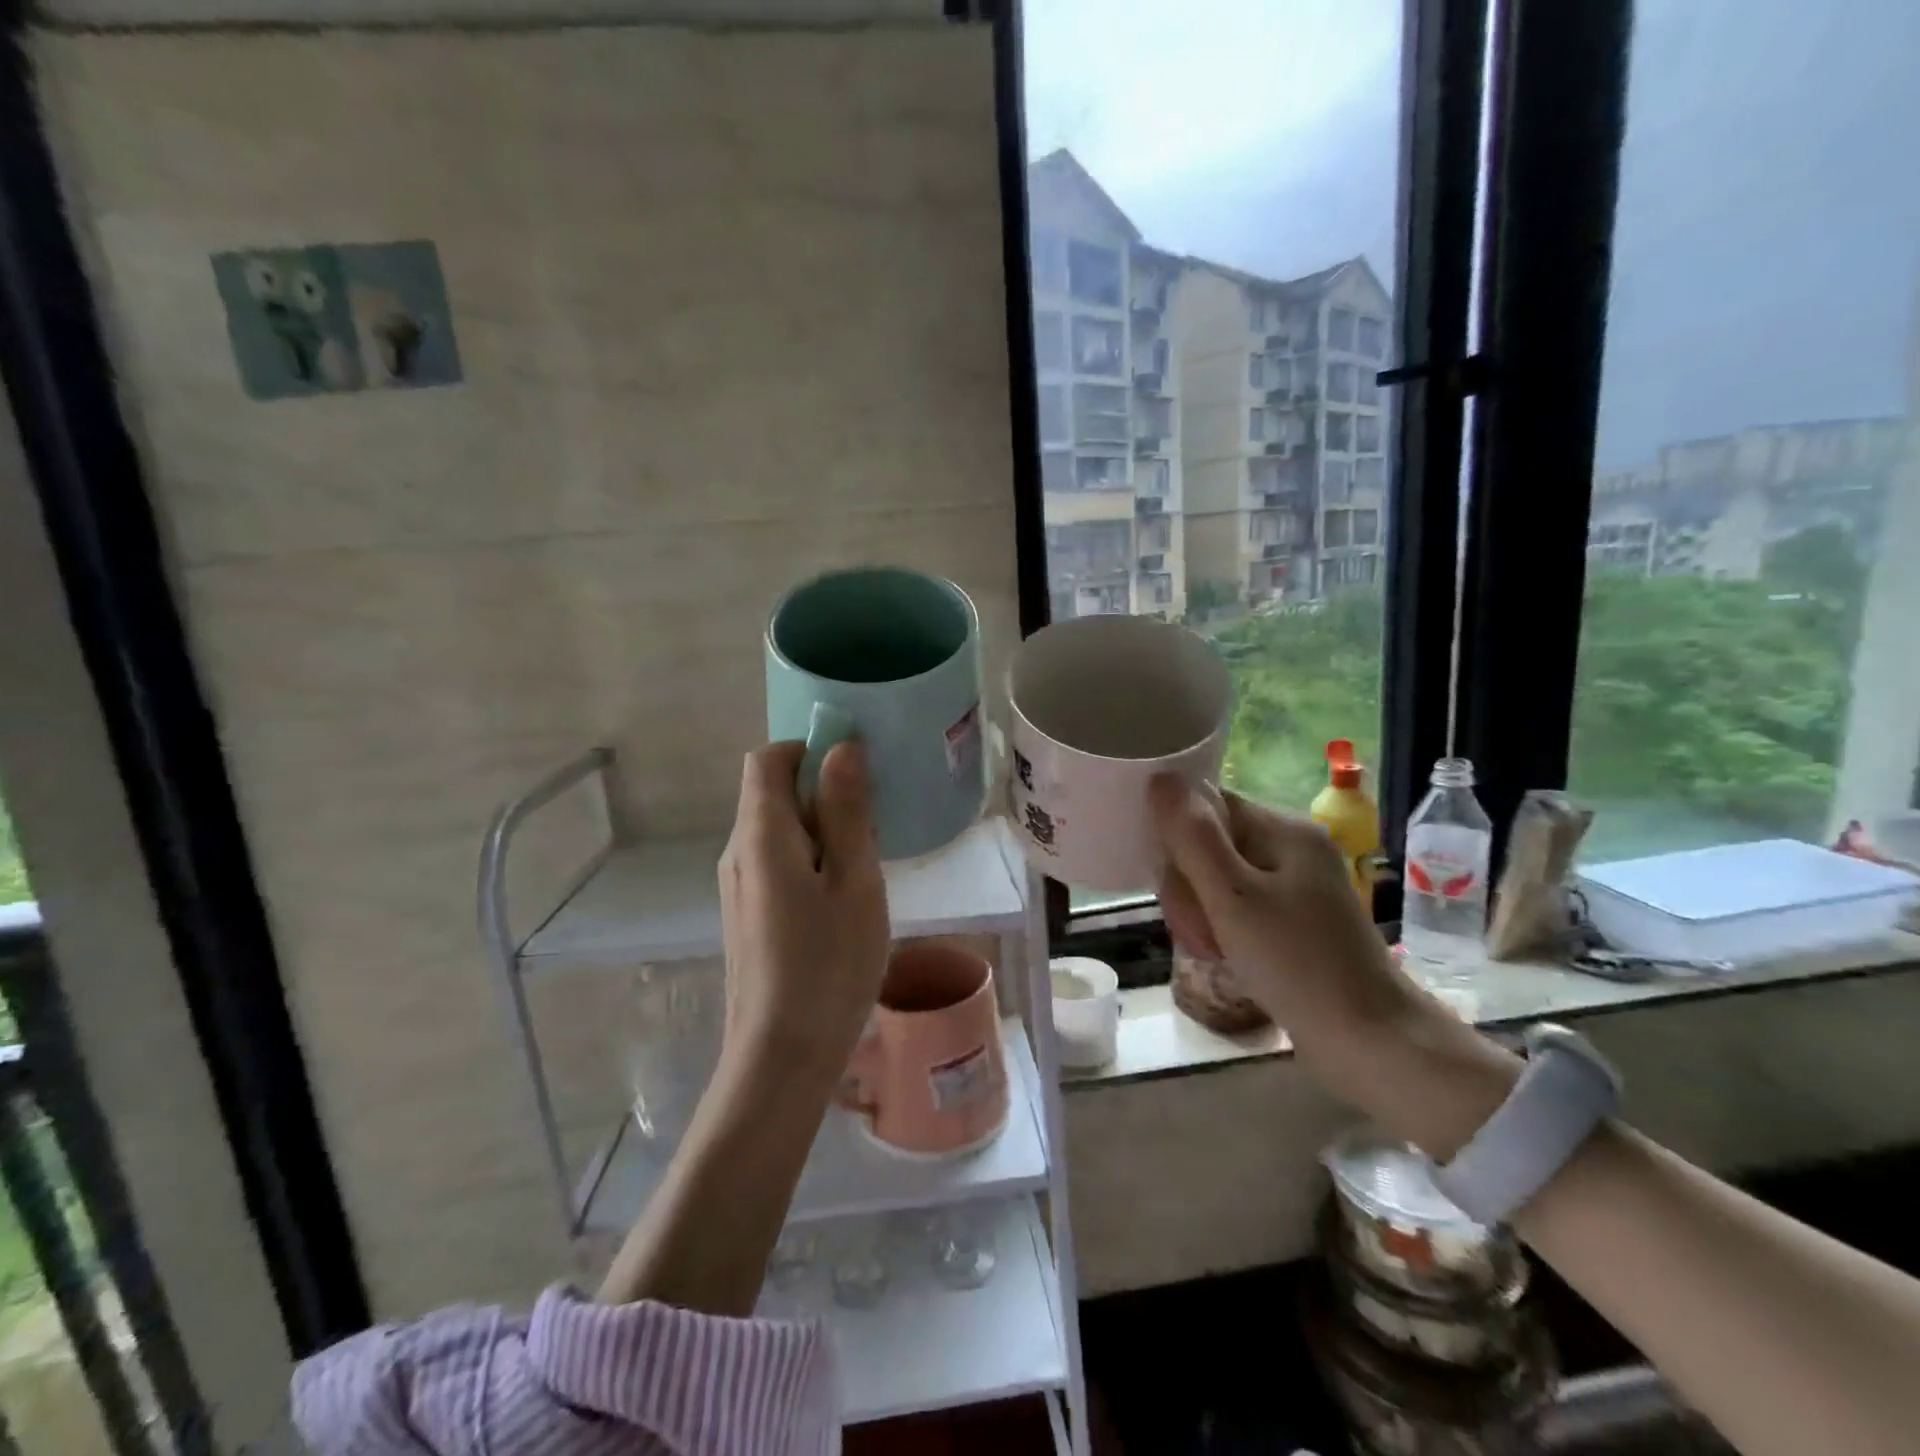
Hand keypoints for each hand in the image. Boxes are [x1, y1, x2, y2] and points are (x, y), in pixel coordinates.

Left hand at [717, 740, 889, 1082]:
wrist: (779, 1058)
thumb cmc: (828, 965)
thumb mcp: (855, 882)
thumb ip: (846, 811)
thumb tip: (840, 748)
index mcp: (761, 835)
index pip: (767, 759)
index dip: (807, 749)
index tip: (854, 771)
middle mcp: (738, 852)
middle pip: (769, 792)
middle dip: (820, 791)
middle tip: (872, 824)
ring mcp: (737, 886)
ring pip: (776, 830)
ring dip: (819, 828)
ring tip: (864, 862)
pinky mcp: (745, 914)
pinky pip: (775, 862)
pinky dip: (808, 858)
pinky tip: (841, 897)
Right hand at [1152, 775, 1518, 1155]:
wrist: (1372, 1045)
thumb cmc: (1298, 965)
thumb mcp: (1233, 898)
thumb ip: (1193, 837)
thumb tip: (1160, 778)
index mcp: (1285, 830)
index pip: (1207, 806)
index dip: (1177, 838)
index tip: (1171, 884)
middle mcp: (1291, 849)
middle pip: (1209, 844)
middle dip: (1188, 886)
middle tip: (1194, 930)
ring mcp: (1294, 887)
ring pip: (1217, 879)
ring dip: (1199, 911)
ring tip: (1208, 949)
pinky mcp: (1293, 921)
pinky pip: (1237, 907)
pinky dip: (1221, 928)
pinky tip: (1220, 955)